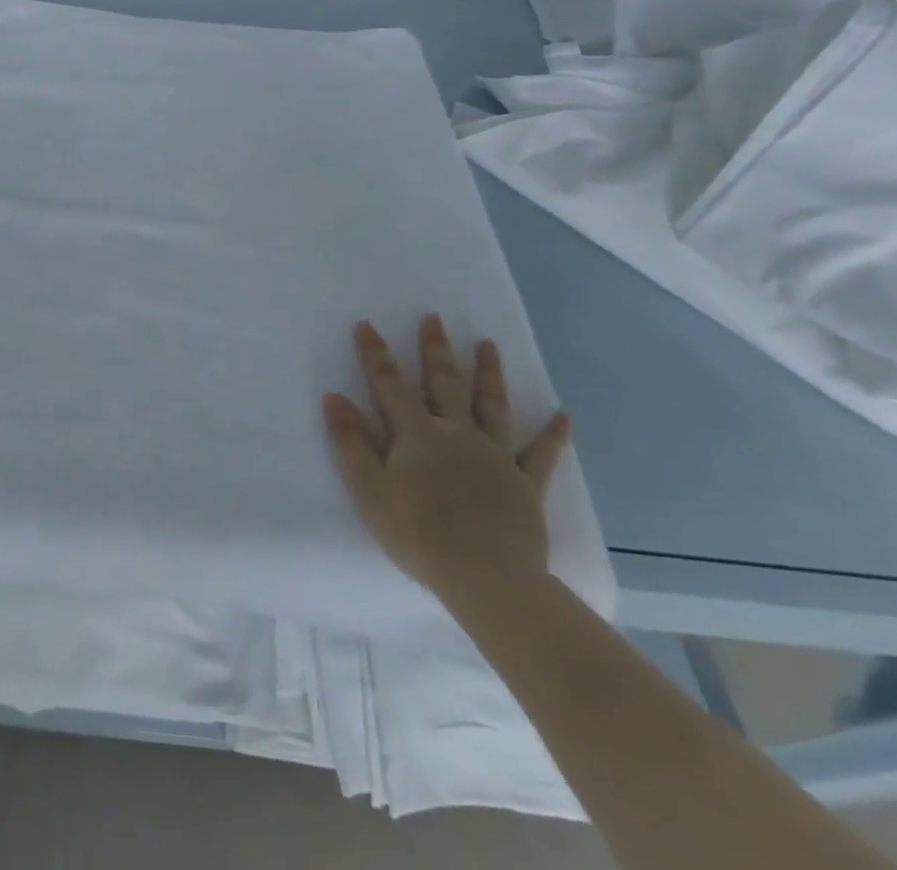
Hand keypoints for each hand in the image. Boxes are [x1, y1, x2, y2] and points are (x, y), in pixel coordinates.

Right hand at [322, 314, 571, 605]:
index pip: (389, 384)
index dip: (375, 354)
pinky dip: (553, 435)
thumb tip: (333, 397)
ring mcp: (495, 456)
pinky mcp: (525, 485)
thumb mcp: (369, 489)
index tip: (366, 325)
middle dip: (435, 349)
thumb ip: (351, 442)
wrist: (486, 579)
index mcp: (416, 434)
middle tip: (434, 318)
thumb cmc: (418, 535)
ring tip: (488, 345)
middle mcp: (456, 433)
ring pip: (492, 405)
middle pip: (444, 383)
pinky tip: (563, 416)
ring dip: (489, 373)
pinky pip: (541, 455)